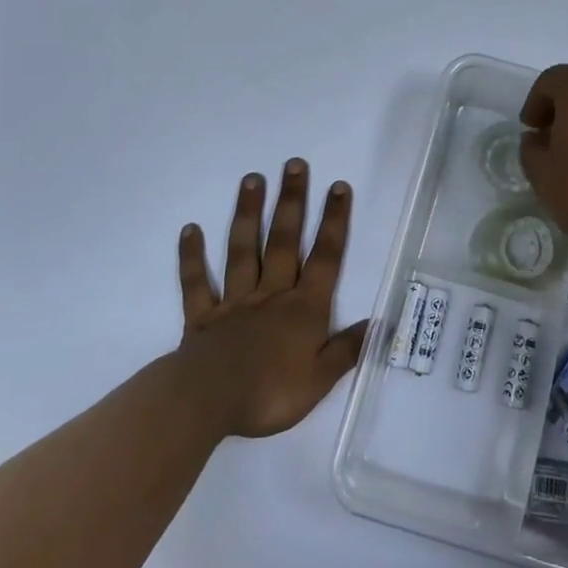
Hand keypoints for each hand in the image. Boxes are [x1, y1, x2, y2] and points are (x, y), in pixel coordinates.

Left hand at [175, 160, 369, 438]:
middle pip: (284, 241)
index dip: (334, 222)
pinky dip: (192, 257)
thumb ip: (346, 349)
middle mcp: (271, 295)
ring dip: (249, 214)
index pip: (325, 258)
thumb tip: (377, 322)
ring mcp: (234, 302)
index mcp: (303, 308)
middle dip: (292, 202)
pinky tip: (190, 229)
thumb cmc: (270, 393)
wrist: (208, 403)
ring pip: (243, 251)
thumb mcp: (320, 380)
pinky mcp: (202, 317)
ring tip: (251, 179)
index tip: (338, 186)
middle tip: (294, 164)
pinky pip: (196, 283)